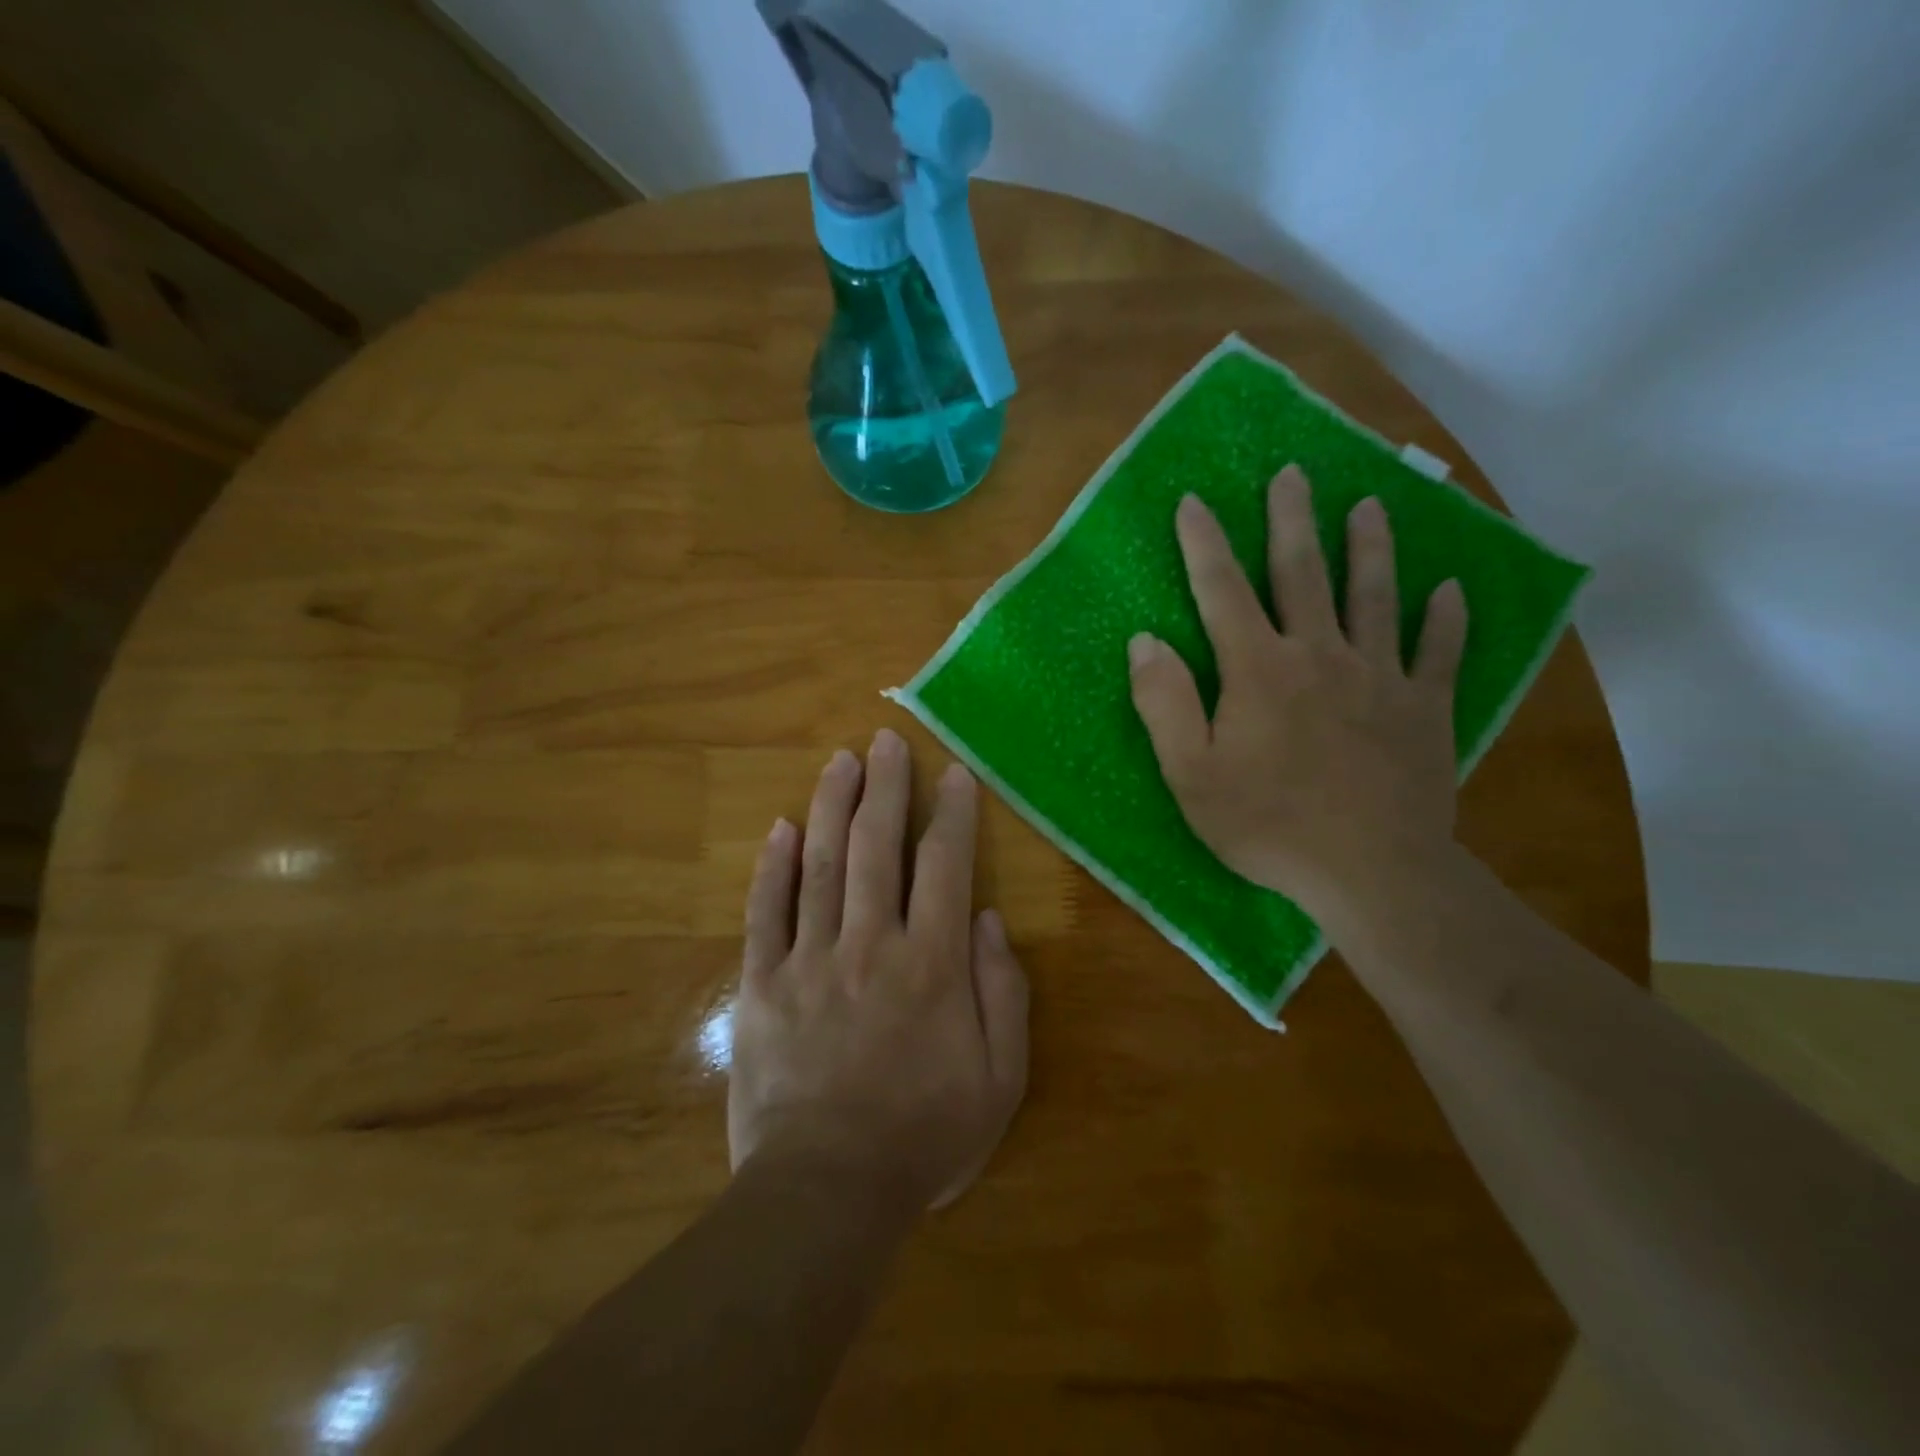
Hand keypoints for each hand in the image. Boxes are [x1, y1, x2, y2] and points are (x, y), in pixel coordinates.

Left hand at [730, 731, 1028, 1211]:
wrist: (827, 1191)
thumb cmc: (924, 1135)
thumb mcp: (999, 1078)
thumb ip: (1002, 991)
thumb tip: (987, 918)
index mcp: (931, 963)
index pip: (945, 866)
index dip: (952, 814)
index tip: (954, 774)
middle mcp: (870, 944)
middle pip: (877, 847)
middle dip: (885, 787)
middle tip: (886, 741)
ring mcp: (809, 960)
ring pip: (820, 864)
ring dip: (831, 806)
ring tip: (840, 762)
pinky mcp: (762, 984)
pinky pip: (766, 913)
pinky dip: (772, 867)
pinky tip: (779, 828)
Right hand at [1127, 466, 1468, 919]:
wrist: (1370, 871)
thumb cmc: (1267, 825)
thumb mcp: (1191, 775)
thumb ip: (1165, 704)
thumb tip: (1145, 641)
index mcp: (1258, 669)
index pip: (1223, 591)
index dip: (1205, 544)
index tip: (1194, 501)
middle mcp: (1320, 655)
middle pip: (1304, 574)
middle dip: (1293, 520)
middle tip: (1295, 472)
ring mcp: (1380, 677)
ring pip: (1376, 597)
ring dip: (1372, 548)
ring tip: (1372, 505)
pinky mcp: (1424, 708)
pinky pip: (1439, 652)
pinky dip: (1446, 618)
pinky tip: (1452, 590)